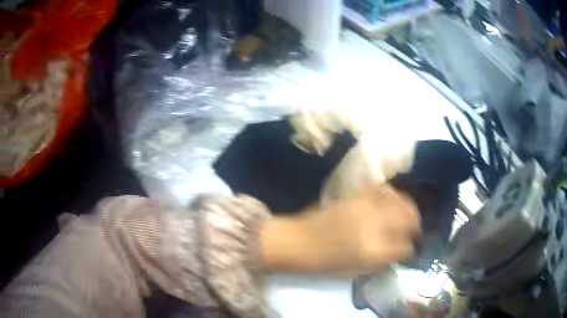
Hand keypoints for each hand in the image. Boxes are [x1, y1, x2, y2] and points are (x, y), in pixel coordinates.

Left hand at [260, 184, 420, 274]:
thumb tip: (397, 253)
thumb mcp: (355, 272)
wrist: (298, 242)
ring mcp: (366, 207)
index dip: (409, 250)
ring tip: (408, 215)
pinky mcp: (356, 196)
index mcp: (373, 251)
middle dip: (415, 225)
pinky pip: (381, 189)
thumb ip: (380, 262)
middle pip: (408, 219)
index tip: (409, 251)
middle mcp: (375, 226)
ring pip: (399, 200)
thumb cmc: (323, 264)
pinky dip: (391, 194)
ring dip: (408, 208)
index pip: (404, 248)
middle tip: (414, 231)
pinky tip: (392, 201)